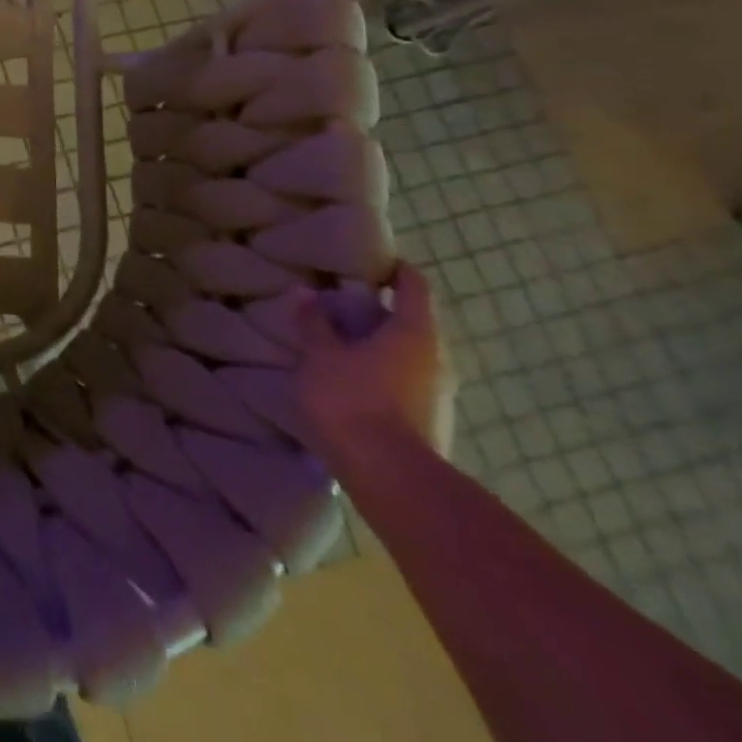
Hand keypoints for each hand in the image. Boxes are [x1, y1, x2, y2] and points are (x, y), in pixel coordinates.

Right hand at [294, 263, 457, 468]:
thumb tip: (306, 293)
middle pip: (410, 320)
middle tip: (335, 302)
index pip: (413, 285)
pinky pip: (401, 380)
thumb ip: (314, 323)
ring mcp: (435, 393)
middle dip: (375, 310)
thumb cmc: (354, 400)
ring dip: (374, 344)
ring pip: (405, 353)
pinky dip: (377, 371)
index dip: (392, 269)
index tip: (365, 262)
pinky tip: (346, 378)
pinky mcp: (425, 420)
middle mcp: (434, 358)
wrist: (390, 478)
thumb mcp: (320, 355)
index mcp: (413, 332)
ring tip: (334, 341)